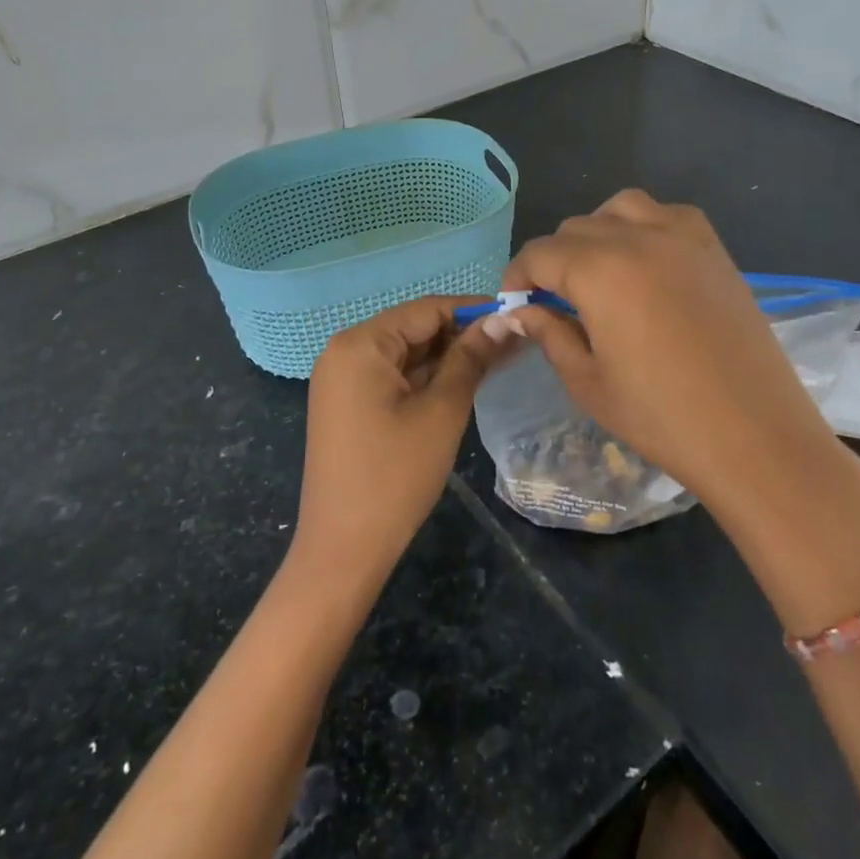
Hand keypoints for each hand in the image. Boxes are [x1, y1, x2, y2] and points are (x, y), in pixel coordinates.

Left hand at [294, 297, 508, 588]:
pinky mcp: (348, 404)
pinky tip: (464, 382)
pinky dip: (426, 378)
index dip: (473, 311)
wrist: (344, 549)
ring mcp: (343, 379)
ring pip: (406, 353)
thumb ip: (472, 358)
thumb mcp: (442, 411)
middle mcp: (345, 351)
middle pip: (414, 328)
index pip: (426, 309)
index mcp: (360, 343)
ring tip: (499, 360)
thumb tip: (504, 319)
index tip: (516, 317)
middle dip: (462, 335)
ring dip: (448, 357)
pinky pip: (393, 376)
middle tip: (514, 343)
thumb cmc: (395, 475)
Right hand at [495, 190, 841, 507]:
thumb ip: (549, 334)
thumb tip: (520, 311)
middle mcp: (638, 238)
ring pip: (620, 208)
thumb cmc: (662, 417)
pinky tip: (646, 265)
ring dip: (597, 232)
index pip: (539, 254)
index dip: (518, 277)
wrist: (755, 435)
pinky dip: (644, 226)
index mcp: (600, 271)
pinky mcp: (715, 249)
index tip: (514, 304)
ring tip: (598, 273)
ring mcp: (683, 237)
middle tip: (554, 302)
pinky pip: (667, 214)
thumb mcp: (588, 382)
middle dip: (554, 260)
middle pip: (575, 228)